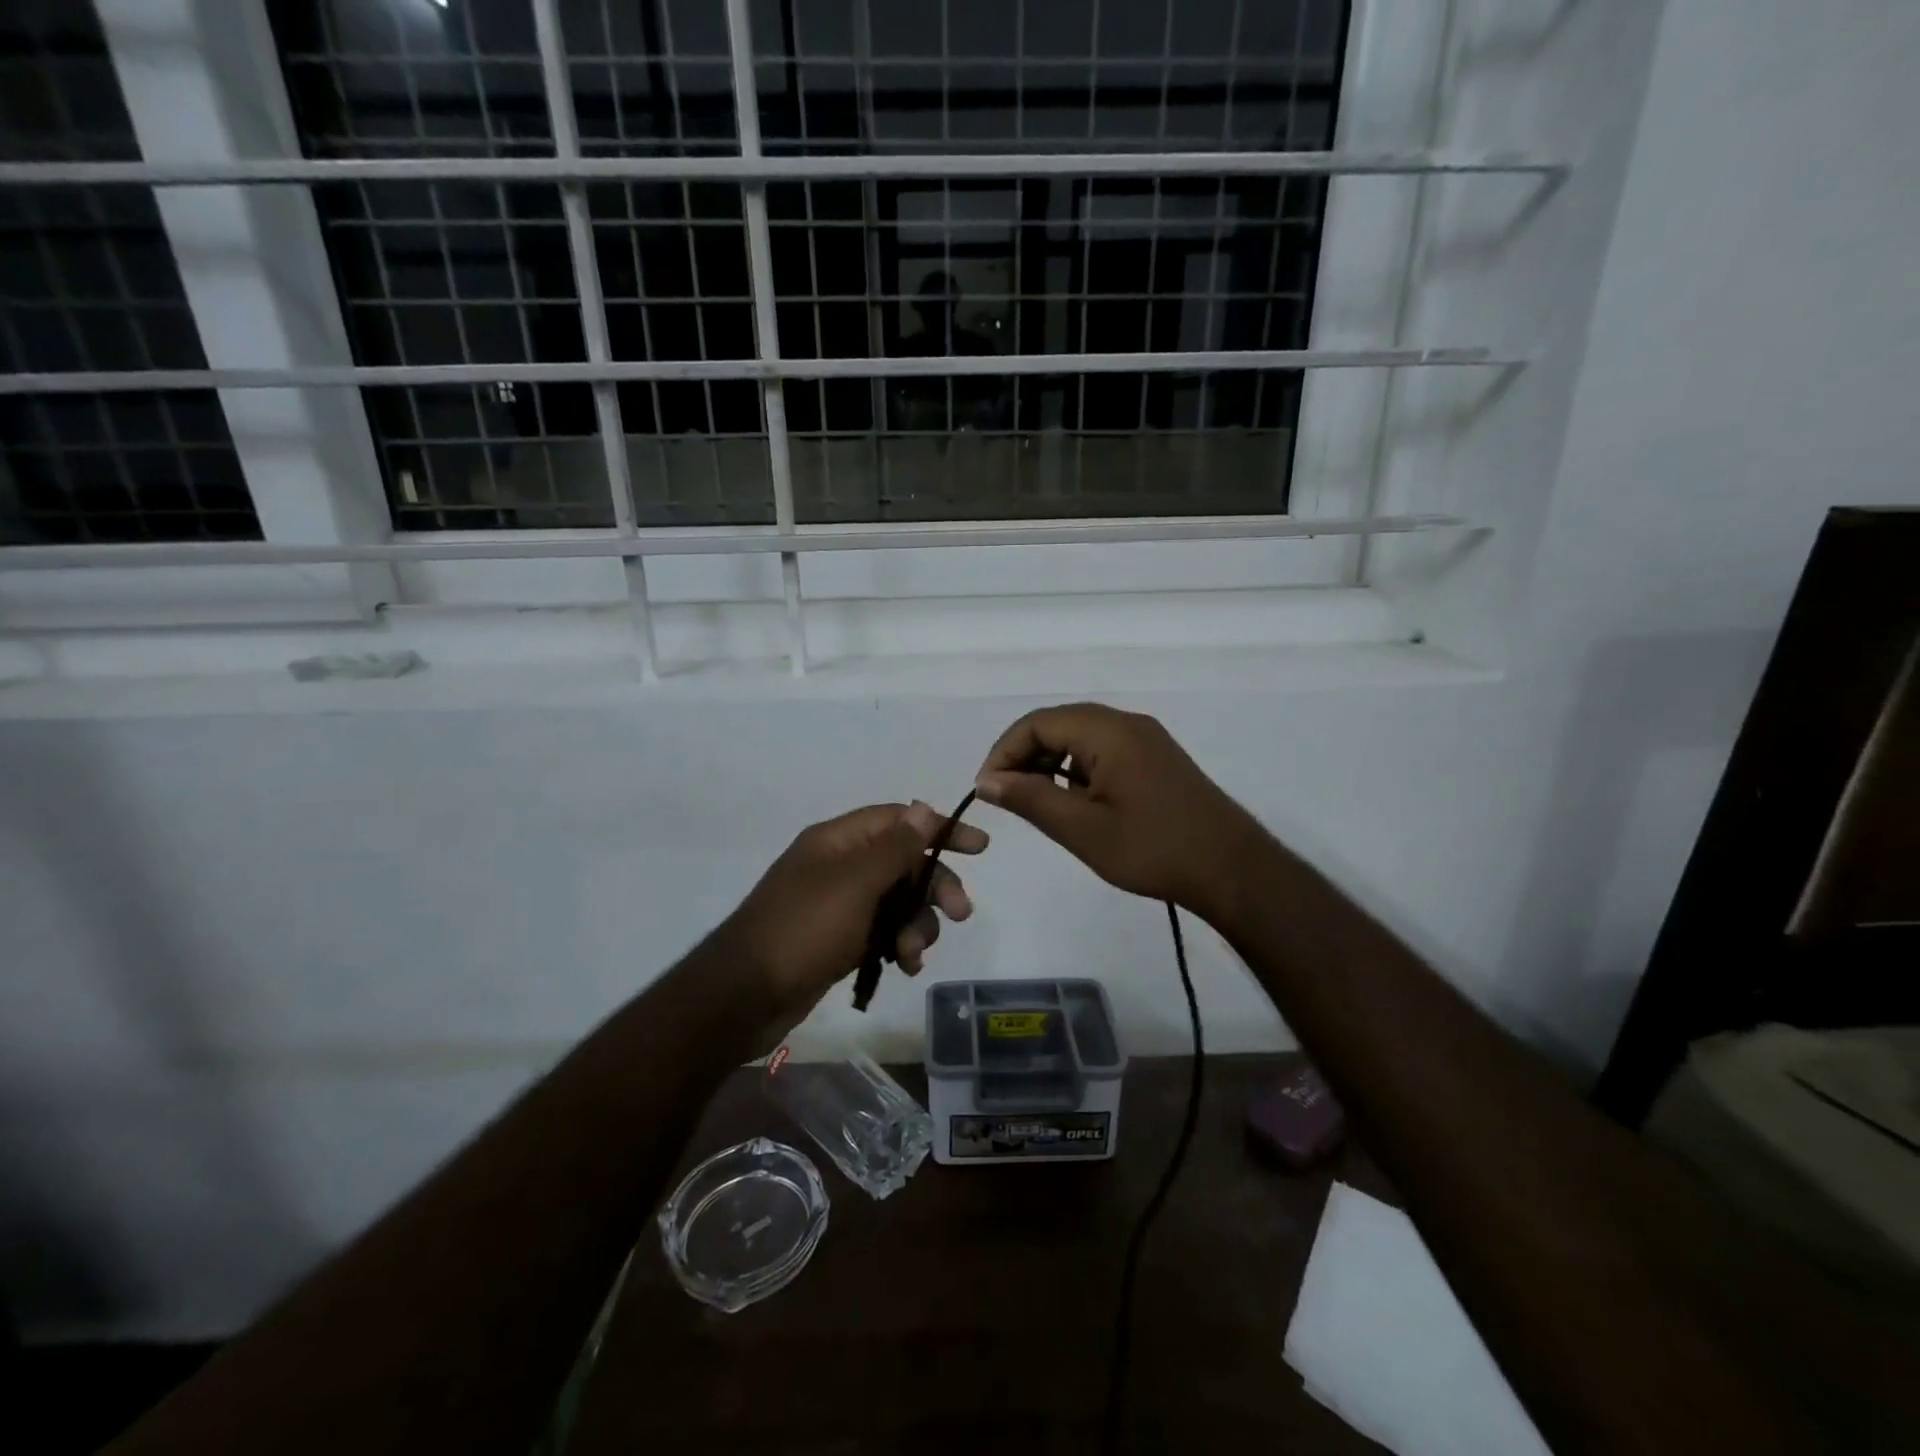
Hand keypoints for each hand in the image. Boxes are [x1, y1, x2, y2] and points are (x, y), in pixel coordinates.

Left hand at [720, 802, 986, 1032]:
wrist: (745, 996)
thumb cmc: (804, 929)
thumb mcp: (856, 883)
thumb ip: (895, 847)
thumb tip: (924, 808)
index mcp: (839, 840)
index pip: (900, 820)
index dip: (941, 829)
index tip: (980, 848)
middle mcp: (840, 865)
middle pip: (904, 863)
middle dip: (934, 887)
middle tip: (961, 914)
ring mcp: (838, 904)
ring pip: (897, 902)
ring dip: (917, 924)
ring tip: (912, 954)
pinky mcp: (838, 939)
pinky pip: (882, 931)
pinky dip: (898, 944)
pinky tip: (903, 967)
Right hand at [974, 703, 1263, 917]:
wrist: (1232, 869)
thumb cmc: (1153, 849)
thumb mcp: (1082, 829)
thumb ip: (1030, 799)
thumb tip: (987, 782)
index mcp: (1108, 731)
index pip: (1037, 723)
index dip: (1004, 752)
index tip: (987, 790)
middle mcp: (1127, 723)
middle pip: (1058, 724)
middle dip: (1025, 756)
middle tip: (1007, 797)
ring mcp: (1146, 739)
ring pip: (1080, 738)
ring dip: (1050, 763)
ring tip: (1036, 803)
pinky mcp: (1156, 759)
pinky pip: (1103, 751)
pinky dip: (1076, 770)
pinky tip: (1074, 803)